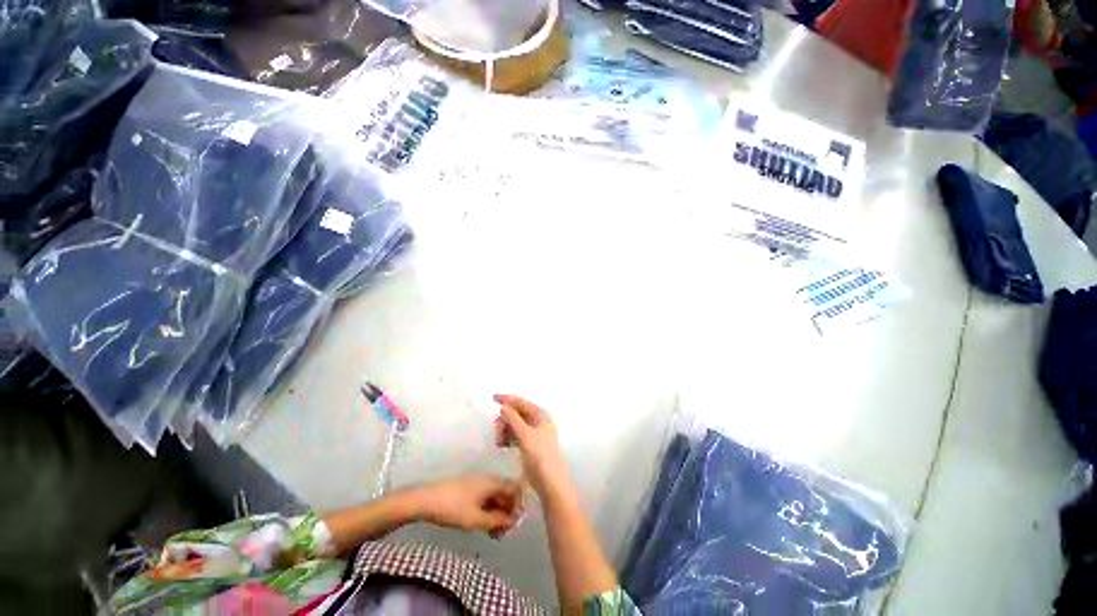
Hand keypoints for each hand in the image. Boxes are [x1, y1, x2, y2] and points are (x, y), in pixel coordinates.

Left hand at [412, 475, 522, 535]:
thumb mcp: (476, 519)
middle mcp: (488, 479)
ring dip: (497, 514)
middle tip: (503, 533)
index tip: (514, 524)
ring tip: (493, 533)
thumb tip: (512, 521)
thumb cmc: (453, 508)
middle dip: (507, 512)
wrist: (425, 499)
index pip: (515, 489)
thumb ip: (497, 521)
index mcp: (492, 482)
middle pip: (505, 493)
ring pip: (494, 497)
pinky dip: (488, 511)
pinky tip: (482, 525)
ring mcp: (477, 483)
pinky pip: (485, 498)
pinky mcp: (468, 489)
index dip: (518, 505)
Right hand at [494, 394, 575, 505]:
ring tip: (499, 440)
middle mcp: (539, 422)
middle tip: (497, 427)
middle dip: (506, 418)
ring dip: (505, 429)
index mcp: (541, 416)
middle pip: (518, 414)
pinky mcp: (530, 447)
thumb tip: (504, 406)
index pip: (522, 402)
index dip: (508, 399)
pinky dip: (508, 437)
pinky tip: (501, 444)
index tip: (493, 398)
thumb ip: (514, 419)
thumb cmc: (540, 455)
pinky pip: (516, 436)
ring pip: (516, 425)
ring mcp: (534, 435)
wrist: (550, 482)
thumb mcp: (525, 435)